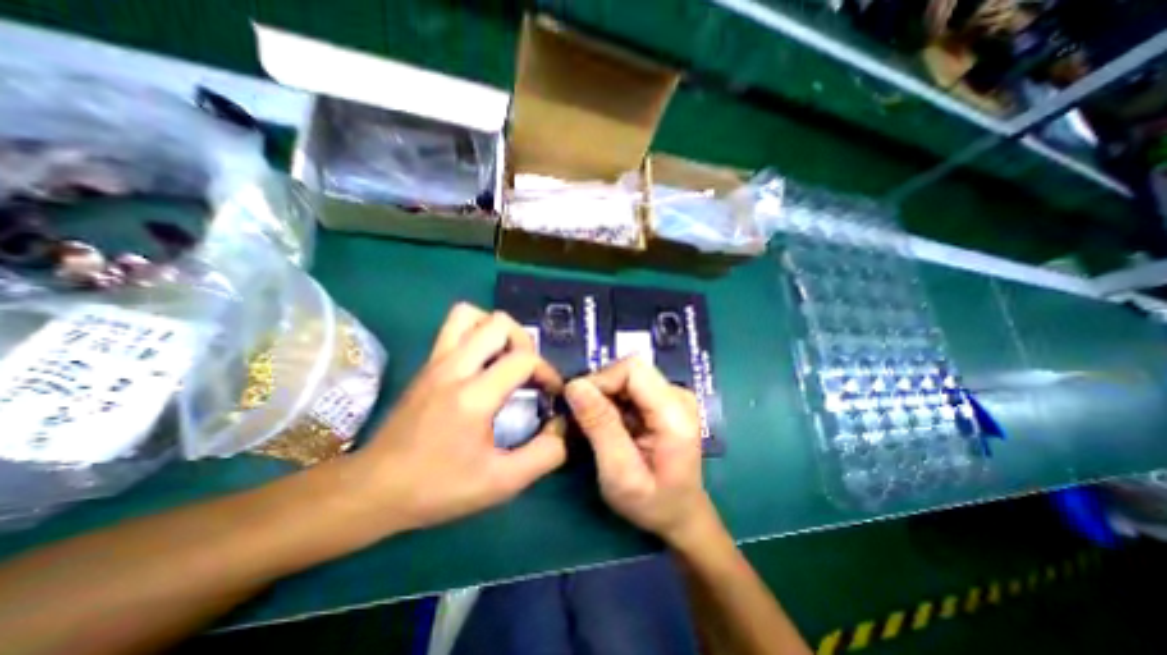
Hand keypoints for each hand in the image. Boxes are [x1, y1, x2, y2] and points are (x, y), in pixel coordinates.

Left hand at [346, 303, 564, 534]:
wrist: (373, 489)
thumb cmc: (437, 487)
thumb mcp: (501, 482)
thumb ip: (544, 455)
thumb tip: (563, 428)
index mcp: (473, 396)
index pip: (523, 359)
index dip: (547, 372)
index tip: (551, 394)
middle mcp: (453, 367)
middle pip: (499, 323)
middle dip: (525, 342)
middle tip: (528, 372)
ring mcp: (436, 361)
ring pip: (471, 314)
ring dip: (497, 330)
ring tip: (506, 358)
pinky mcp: (427, 363)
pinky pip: (455, 327)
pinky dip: (476, 332)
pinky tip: (483, 361)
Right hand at [563, 355, 722, 548]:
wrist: (680, 513)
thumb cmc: (652, 503)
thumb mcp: (619, 474)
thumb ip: (599, 426)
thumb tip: (574, 385)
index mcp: (676, 413)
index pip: (632, 369)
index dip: (601, 380)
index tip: (578, 406)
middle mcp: (679, 394)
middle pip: (629, 370)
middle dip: (600, 389)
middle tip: (585, 420)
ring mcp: (673, 394)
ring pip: (626, 376)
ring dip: (605, 396)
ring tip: (596, 425)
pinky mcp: (665, 398)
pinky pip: (630, 386)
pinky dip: (613, 401)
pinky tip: (610, 424)